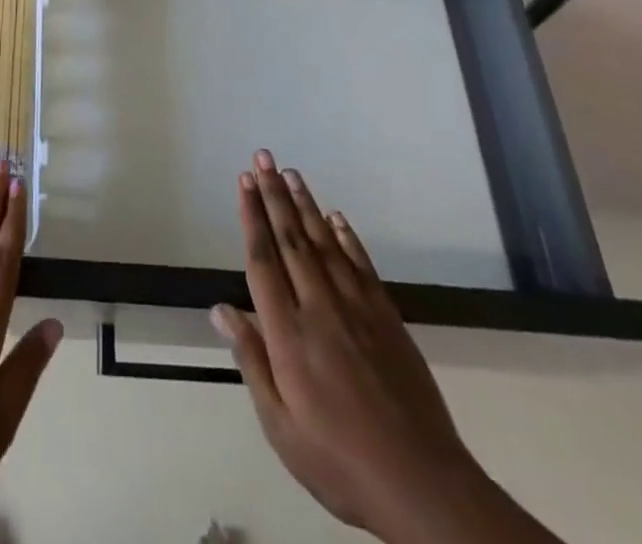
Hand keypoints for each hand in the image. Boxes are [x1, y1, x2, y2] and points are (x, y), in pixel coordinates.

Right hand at [210, 151, 480, 543]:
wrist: (420, 483)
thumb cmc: (338, 461)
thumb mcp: (280, 426)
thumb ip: (251, 360)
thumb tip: (220, 309)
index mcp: (289, 334)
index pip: (263, 260)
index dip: (251, 217)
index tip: (243, 182)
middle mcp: (320, 307)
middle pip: (291, 239)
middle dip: (274, 194)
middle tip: (262, 158)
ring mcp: (357, 307)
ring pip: (324, 242)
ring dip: (304, 204)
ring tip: (290, 172)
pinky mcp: (387, 315)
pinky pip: (361, 264)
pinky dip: (346, 236)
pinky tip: (335, 216)